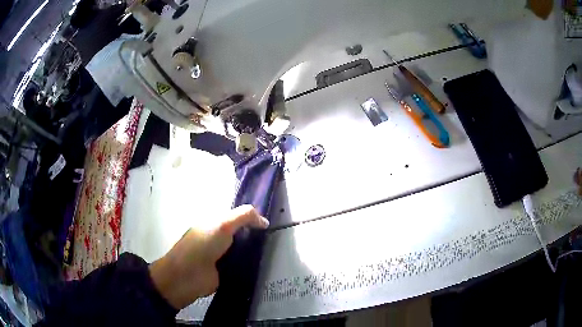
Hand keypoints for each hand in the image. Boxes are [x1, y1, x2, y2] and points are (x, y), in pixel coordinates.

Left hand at [148, 205, 268, 309]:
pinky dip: (251, 263)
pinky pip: (241, 264)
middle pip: (241, 233)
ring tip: (276, 249)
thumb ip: (244, 217)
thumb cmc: (202, 246)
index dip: (251, 216)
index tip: (271, 219)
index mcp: (213, 223)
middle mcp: (218, 237)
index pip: (236, 216)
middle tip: (277, 235)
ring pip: (243, 248)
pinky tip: (266, 263)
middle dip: (256, 233)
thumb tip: (265, 221)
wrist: (189, 276)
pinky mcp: (226, 271)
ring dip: (255, 249)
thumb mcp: (222, 225)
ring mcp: (221, 255)